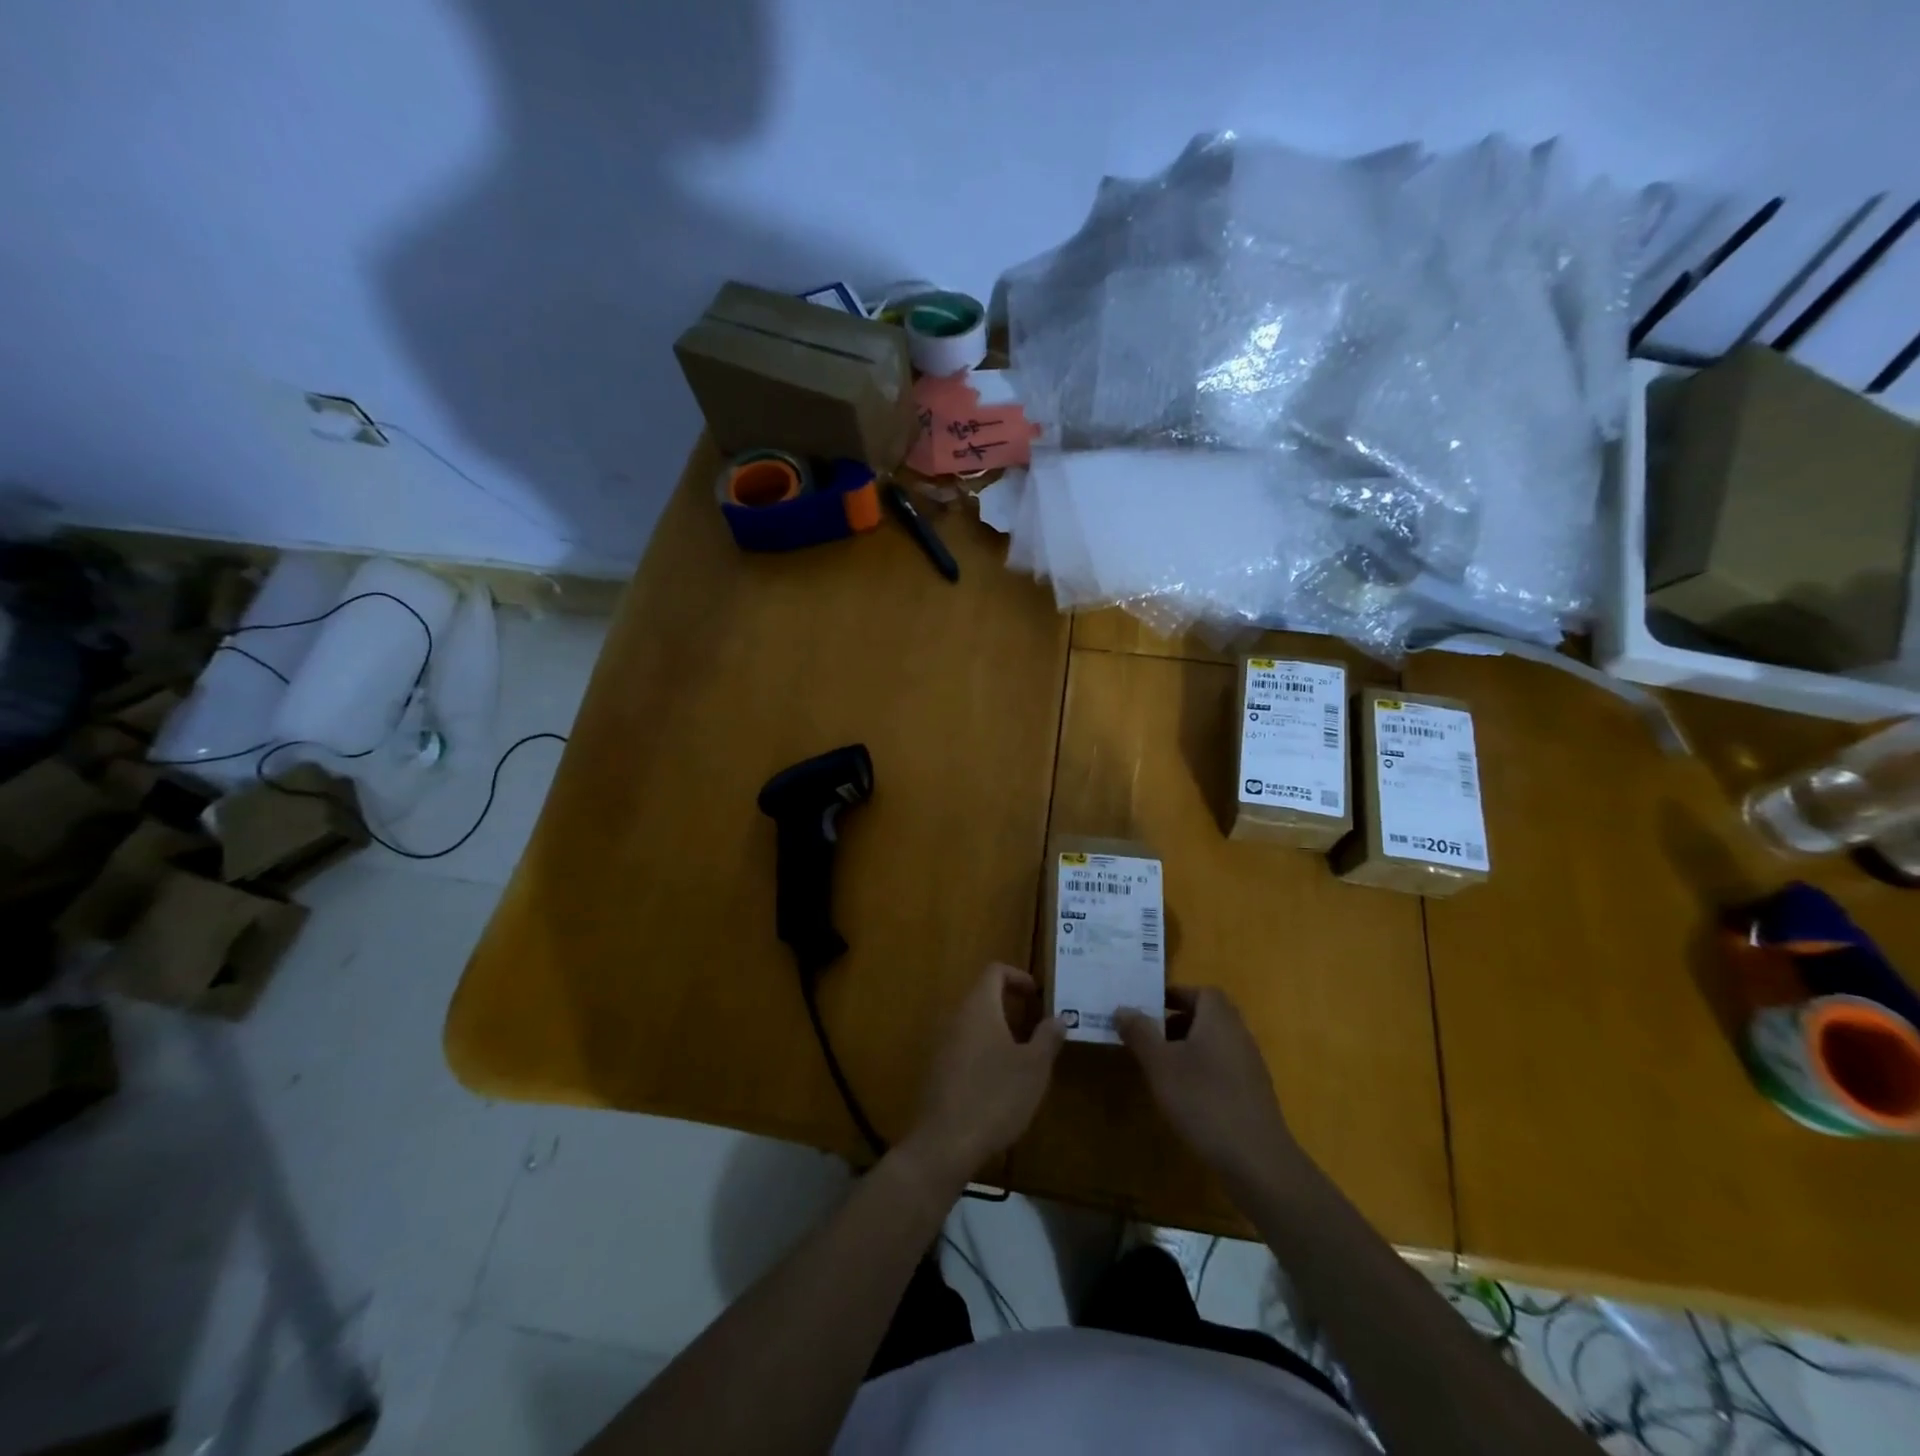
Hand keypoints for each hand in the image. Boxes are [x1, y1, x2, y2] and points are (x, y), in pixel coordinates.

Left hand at [908, 963, 1064, 1182]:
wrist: (945, 1143)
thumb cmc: (996, 1095)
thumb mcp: (1034, 1067)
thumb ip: (1047, 1037)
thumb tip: (1058, 1018)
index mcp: (979, 1007)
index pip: (995, 971)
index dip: (1018, 977)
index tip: (1038, 996)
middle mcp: (956, 1017)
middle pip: (983, 997)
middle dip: (1012, 1007)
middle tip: (1038, 1029)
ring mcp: (942, 1044)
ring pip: (974, 1024)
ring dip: (999, 1032)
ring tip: (1025, 1057)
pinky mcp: (937, 1071)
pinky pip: (964, 1047)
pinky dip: (984, 1052)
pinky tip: (1000, 1082)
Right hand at [1115, 987, 1299, 1194]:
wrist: (1257, 1160)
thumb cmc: (1204, 1100)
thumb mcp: (1160, 1064)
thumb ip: (1140, 1032)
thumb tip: (1122, 1008)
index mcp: (1219, 1018)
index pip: (1200, 992)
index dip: (1174, 996)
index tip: (1148, 1008)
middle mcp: (1239, 1034)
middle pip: (1206, 1016)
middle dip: (1176, 1022)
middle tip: (1148, 1036)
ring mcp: (1249, 1065)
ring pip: (1213, 1043)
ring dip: (1187, 1048)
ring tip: (1160, 1067)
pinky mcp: (1252, 1094)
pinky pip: (1222, 1068)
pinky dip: (1201, 1071)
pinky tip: (1185, 1096)